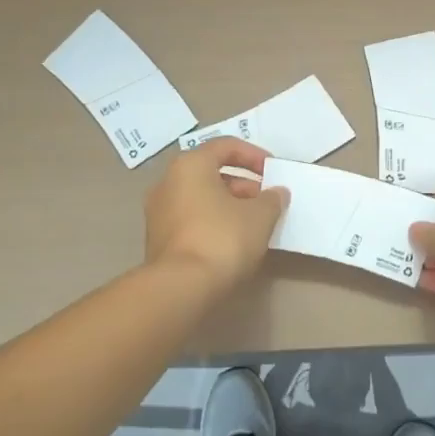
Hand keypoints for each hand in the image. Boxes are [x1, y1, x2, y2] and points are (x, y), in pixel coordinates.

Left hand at [144, 139, 289, 296]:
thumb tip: (277, 193)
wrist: (179, 289)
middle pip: (211, 172)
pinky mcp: (157, 240)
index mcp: (190, 165)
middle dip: (243, 184)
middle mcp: (168, 182)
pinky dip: (212, 222)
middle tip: (265, 201)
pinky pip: (191, 219)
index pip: (225, 146)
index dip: (254, 155)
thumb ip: (272, 199)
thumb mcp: (259, 216)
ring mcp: (158, 212)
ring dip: (228, 204)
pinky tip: (232, 242)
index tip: (273, 172)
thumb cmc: (221, 238)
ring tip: (253, 224)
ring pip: (201, 197)